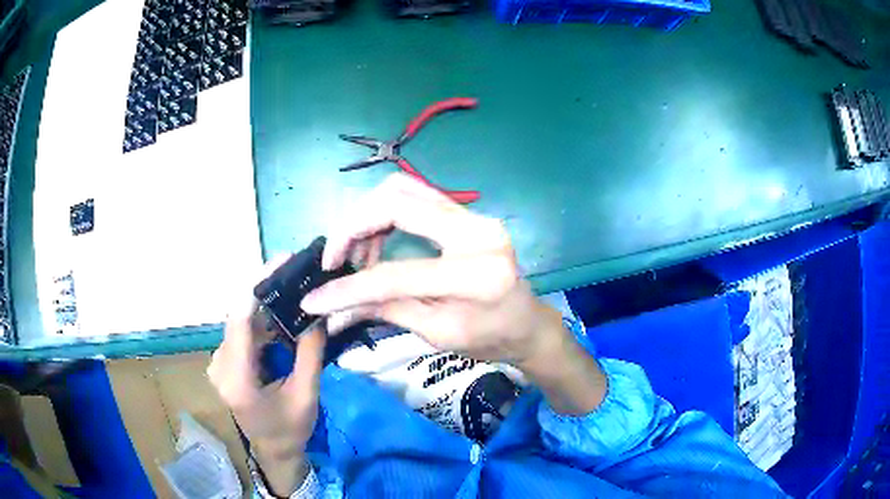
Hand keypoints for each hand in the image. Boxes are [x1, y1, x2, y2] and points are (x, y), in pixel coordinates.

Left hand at [208, 262, 324, 495]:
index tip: (282, 261)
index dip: (257, 284)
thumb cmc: (290, 430)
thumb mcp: (306, 395)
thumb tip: (317, 313)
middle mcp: (219, 365)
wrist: (273, 451)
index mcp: (237, 379)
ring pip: (241, 321)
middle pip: (239, 315)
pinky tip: (281, 319)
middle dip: (267, 291)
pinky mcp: (224, 361)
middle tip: (297, 274)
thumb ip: (310, 353)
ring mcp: (218, 362)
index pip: (239, 320)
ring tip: (294, 293)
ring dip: (266, 307)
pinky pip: (242, 332)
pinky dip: (262, 322)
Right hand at [301, 173, 558, 367]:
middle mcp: (478, 230)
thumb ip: (383, 311)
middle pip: (396, 201)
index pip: (396, 274)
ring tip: (356, 258)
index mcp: (477, 275)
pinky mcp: (467, 213)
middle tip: (335, 261)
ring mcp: (475, 215)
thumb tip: (329, 310)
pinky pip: (414, 198)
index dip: (348, 288)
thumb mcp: (437, 334)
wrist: (527, 324)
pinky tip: (376, 245)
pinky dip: (383, 216)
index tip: (314, 299)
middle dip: (351, 228)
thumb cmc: (490, 340)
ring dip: (366, 218)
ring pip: (401, 190)